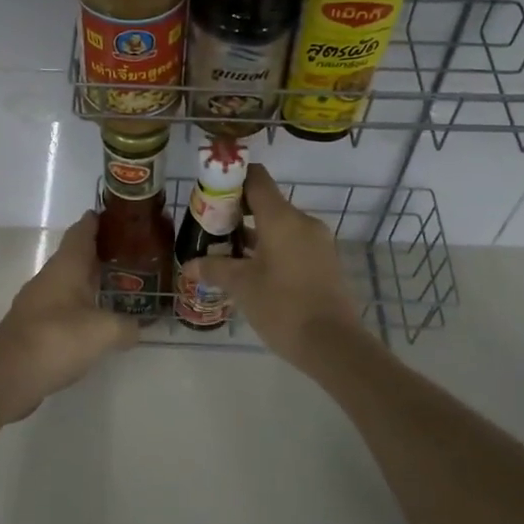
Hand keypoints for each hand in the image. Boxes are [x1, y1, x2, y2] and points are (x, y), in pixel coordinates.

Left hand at [0, 211, 137, 424]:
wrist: (7, 375)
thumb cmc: (57, 339)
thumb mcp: (105, 332)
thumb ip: (127, 326)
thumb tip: (139, 328)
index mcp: (66, 266)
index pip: (82, 231)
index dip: (99, 220)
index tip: (119, 216)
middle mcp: (50, 277)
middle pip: (77, 256)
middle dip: (102, 253)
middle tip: (132, 254)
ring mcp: (39, 302)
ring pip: (70, 282)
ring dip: (91, 281)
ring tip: (120, 287)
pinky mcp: (34, 327)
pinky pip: (64, 307)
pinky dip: (82, 307)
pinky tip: (97, 321)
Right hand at [181, 164, 365, 367]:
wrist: (333, 344)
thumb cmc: (283, 307)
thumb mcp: (242, 287)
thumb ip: (215, 269)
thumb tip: (190, 265)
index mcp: (282, 218)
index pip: (256, 179)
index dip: (232, 179)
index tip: (211, 191)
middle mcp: (303, 222)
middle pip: (267, 203)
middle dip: (237, 213)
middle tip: (211, 228)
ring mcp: (318, 242)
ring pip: (280, 226)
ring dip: (255, 235)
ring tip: (227, 253)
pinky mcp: (325, 262)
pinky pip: (293, 244)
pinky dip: (273, 249)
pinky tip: (254, 271)